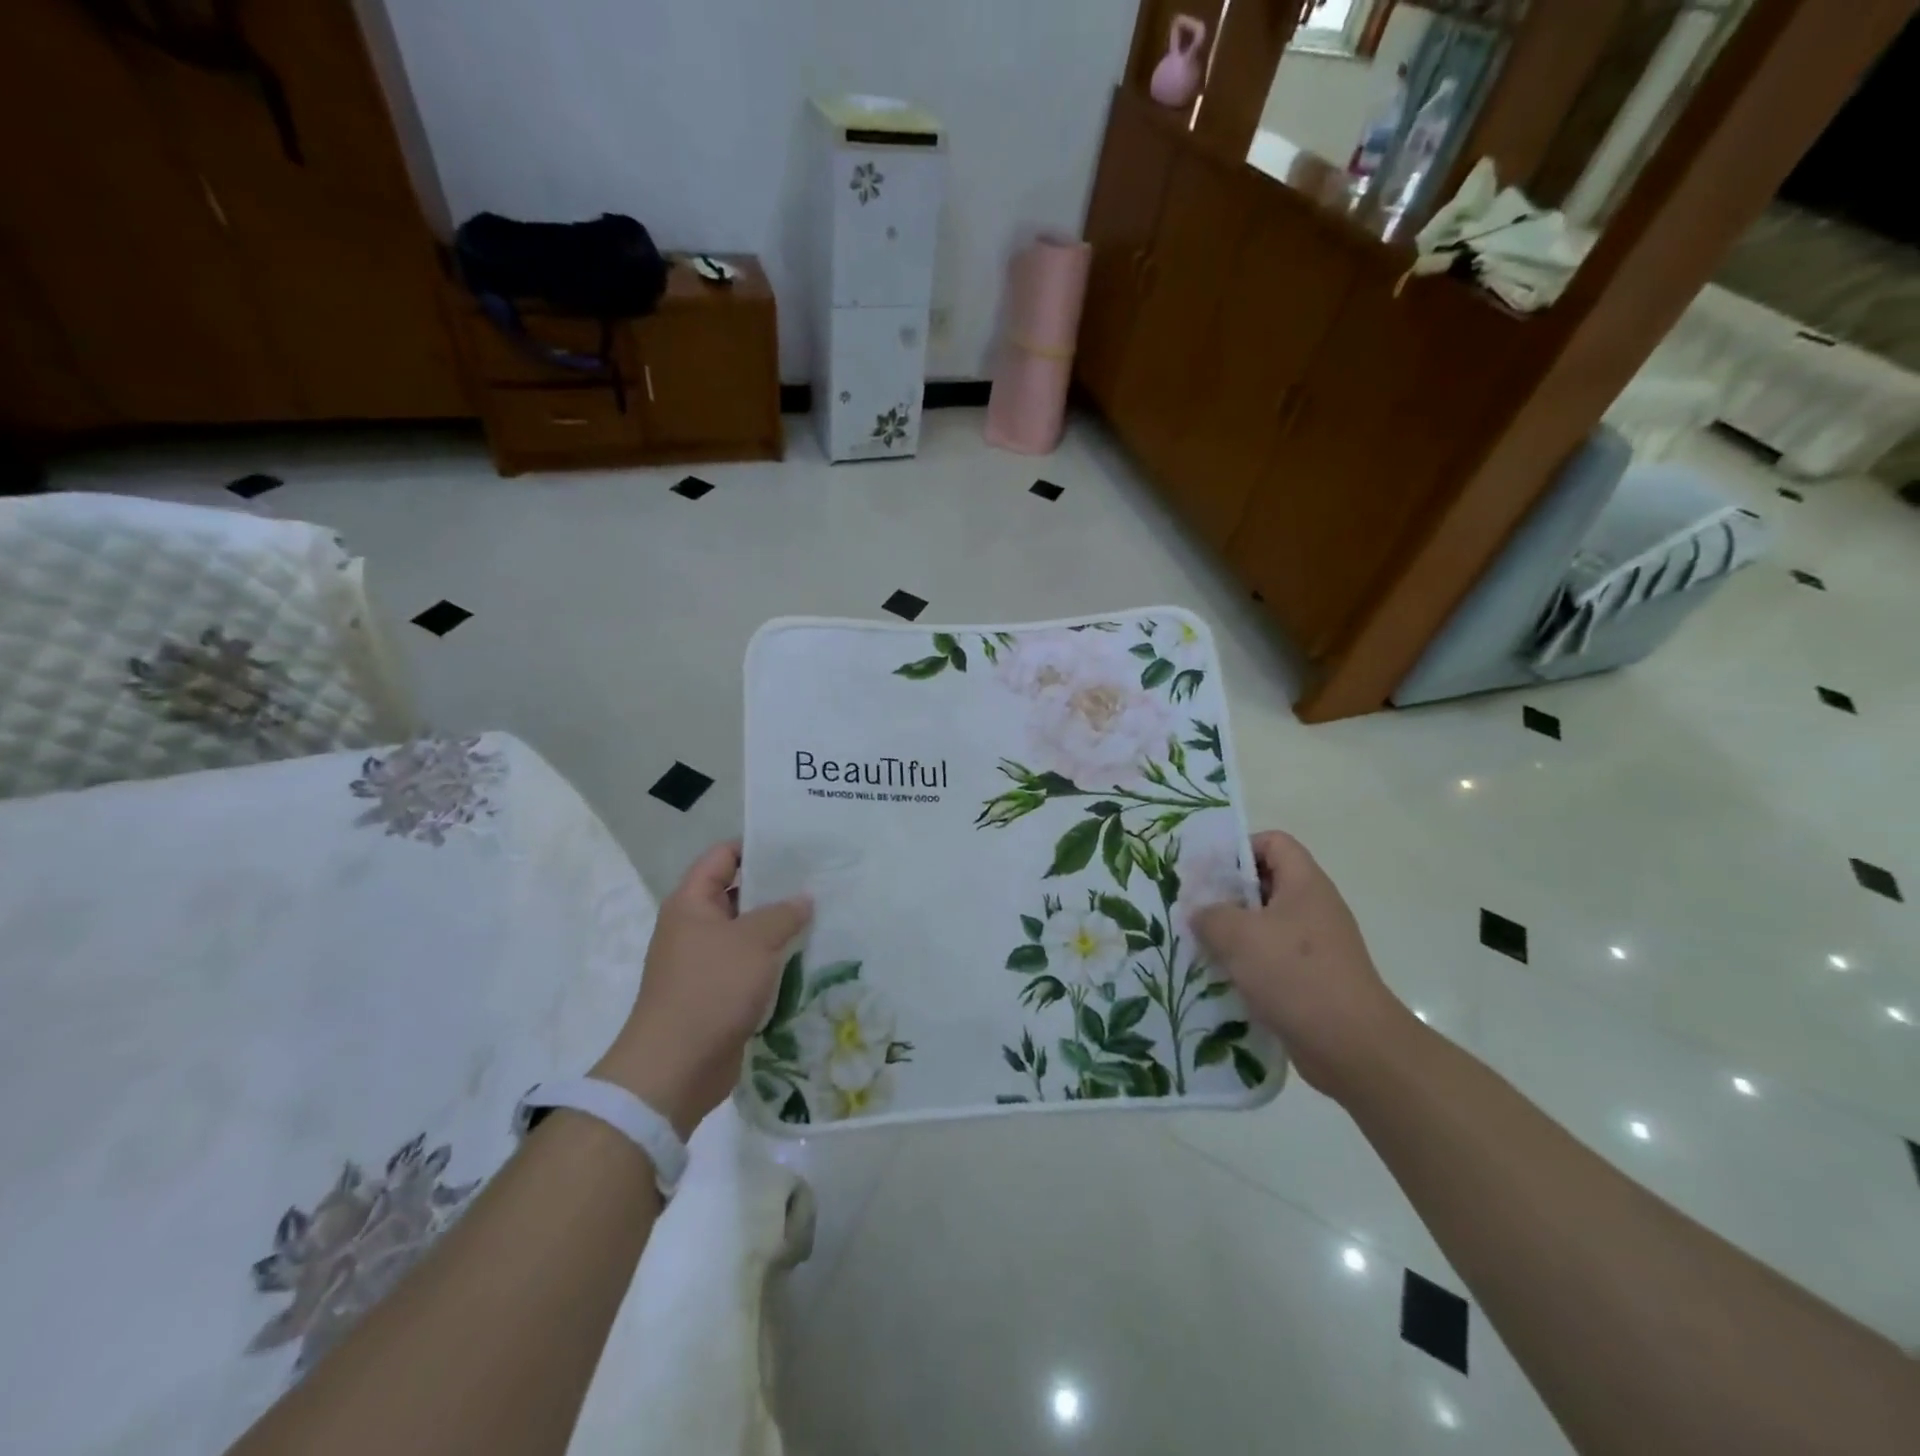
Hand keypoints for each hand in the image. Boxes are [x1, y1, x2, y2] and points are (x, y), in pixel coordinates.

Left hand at [594, 841, 811, 1138]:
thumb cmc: (710, 989)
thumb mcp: (754, 941)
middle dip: (777, 888)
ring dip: (780, 928)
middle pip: (738, 893)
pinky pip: (751, 965)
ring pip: (748, 933)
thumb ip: (783, 913)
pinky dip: (775, 961)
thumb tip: (804, 899)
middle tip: (821, 881)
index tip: (797, 846)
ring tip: (824, 916)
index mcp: (691, 903)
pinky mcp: (718, 994)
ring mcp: (705, 962)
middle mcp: (695, 927)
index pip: (722, 856)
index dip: (756, 846)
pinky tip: (809, 957)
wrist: (675, 1069)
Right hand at [1191, 830, 1415, 1100]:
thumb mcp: (1238, 935)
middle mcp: (1313, 908)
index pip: (1273, 842)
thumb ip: (1210, 914)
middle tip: (1193, 910)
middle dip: (1226, 895)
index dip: (1239, 849)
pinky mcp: (1312, 980)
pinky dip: (1247, 966)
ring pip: (1265, 925)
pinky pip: (1272, 960)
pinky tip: (1220, 979)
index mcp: (1305, 884)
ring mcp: (1316, 946)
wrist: (1353, 1047)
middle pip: (1265, 884)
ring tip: (1199, 946)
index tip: (1208, 873)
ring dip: (1233, 934)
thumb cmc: (1296, 975)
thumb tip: (1200, 913)